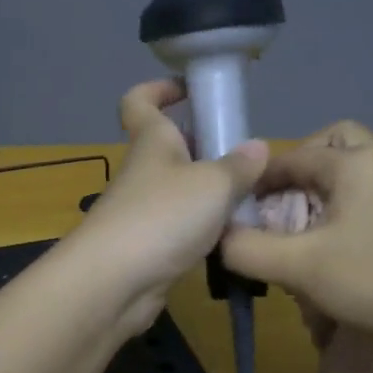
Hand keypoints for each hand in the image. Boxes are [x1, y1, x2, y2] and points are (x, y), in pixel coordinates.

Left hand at [71, 80, 268, 330]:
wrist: (113, 283)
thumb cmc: (162, 216)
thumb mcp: (213, 185)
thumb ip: (239, 166)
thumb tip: (258, 147)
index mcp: (152, 141)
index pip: (140, 101)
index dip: (159, 89)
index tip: (190, 89)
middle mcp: (144, 171)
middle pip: (171, 146)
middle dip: (206, 145)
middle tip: (248, 157)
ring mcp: (142, 210)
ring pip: (180, 189)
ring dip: (211, 191)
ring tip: (254, 198)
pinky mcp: (148, 247)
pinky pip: (182, 226)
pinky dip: (205, 228)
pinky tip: (235, 237)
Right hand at [221, 121, 372, 354]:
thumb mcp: (299, 270)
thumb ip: (247, 250)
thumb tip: (219, 236)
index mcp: (353, 163)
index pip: (292, 157)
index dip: (259, 179)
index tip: (240, 207)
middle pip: (335, 142)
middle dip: (304, 164)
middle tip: (286, 200)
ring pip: (361, 164)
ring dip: (332, 182)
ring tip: (314, 221)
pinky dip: (356, 199)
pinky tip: (352, 240)